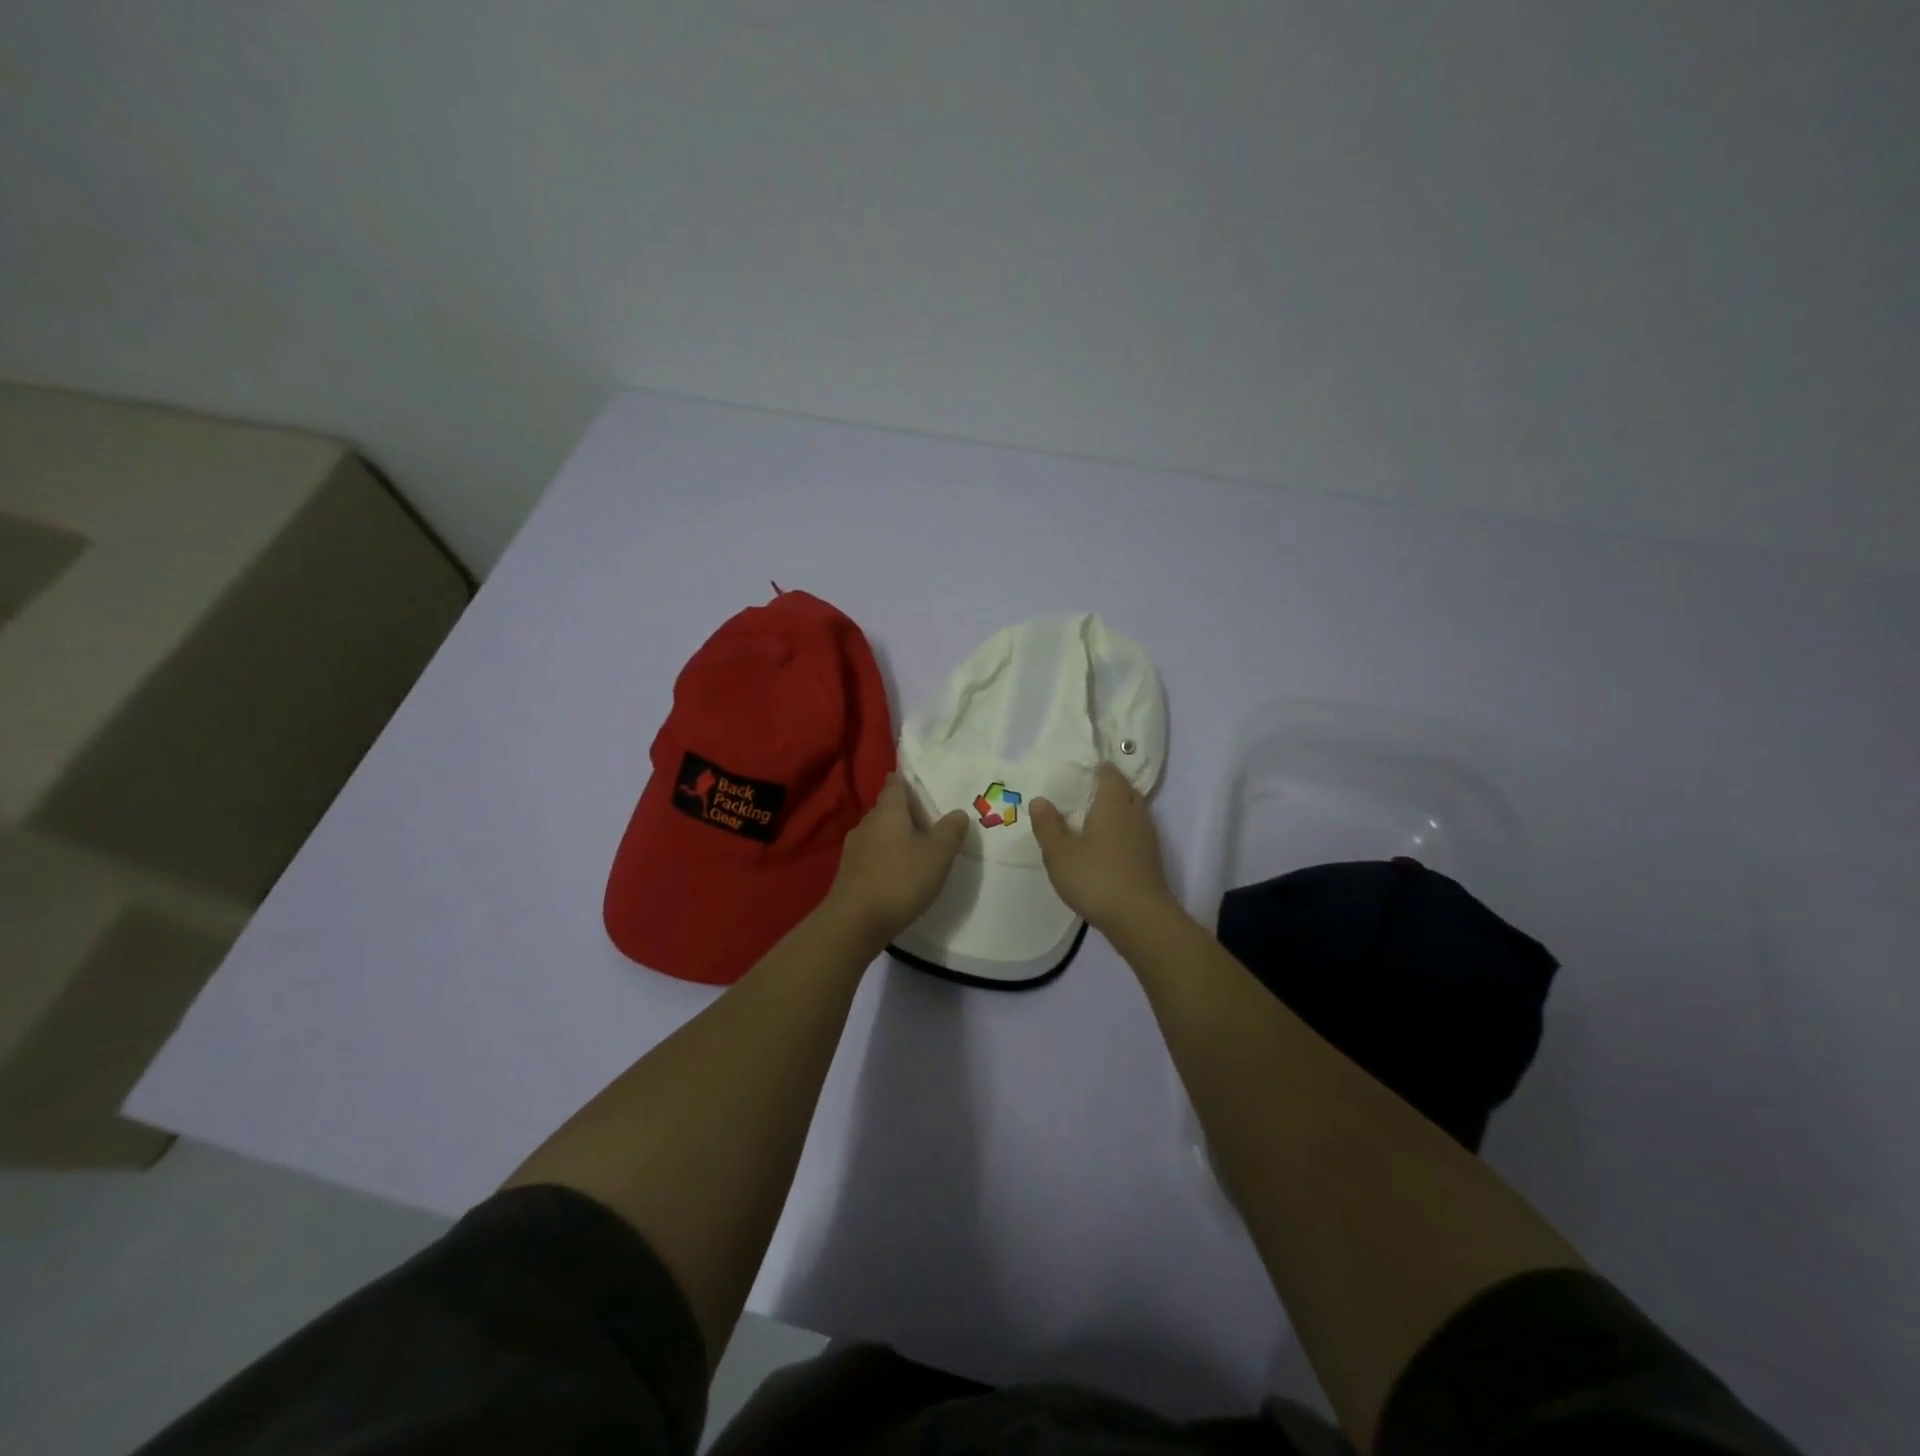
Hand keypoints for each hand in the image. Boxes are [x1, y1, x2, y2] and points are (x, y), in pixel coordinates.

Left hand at [823, 774, 967, 947]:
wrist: (855, 922)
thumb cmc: (900, 879)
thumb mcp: (937, 855)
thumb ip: (950, 831)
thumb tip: (958, 813)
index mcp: (887, 811)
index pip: (895, 784)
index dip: (906, 780)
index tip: (918, 781)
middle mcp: (867, 823)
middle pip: (887, 809)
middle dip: (905, 812)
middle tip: (929, 819)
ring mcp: (854, 849)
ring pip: (878, 833)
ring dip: (896, 836)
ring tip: (917, 847)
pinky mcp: (849, 873)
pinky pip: (872, 855)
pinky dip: (886, 857)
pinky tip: (899, 872)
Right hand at [1030, 763, 1179, 938]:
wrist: (1140, 919)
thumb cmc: (1096, 879)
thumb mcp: (1059, 854)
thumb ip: (1048, 825)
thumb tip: (1040, 800)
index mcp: (1113, 804)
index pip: (1110, 774)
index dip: (1097, 768)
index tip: (1080, 771)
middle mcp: (1134, 814)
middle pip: (1125, 790)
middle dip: (1108, 787)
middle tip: (1083, 793)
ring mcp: (1147, 837)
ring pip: (1133, 812)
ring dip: (1116, 811)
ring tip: (1091, 819)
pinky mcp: (1151, 859)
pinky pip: (1135, 832)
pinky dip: (1122, 831)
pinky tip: (1105, 847)